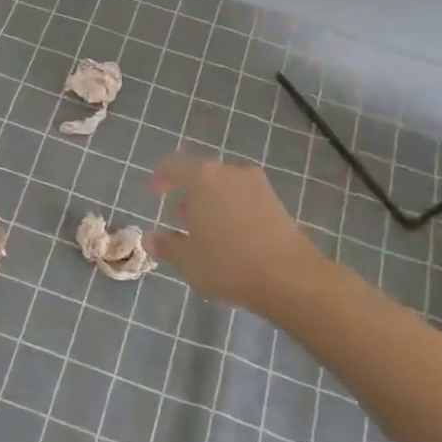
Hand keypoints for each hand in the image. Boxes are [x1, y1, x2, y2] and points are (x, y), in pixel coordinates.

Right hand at [149, 153, 329, 312]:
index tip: (155, 193)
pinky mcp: (276, 201)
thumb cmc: (229, 264)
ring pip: (224, 185)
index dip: (161, 177)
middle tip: (179, 217)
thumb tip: (151, 238)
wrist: (290, 276)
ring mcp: (257, 184)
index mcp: (203, 178)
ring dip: (211, 201)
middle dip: (188, 193)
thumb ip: (166, 245)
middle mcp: (230, 172)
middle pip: (202, 173)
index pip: (173, 165)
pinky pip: (243, 197)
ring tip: (204, 230)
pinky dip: (231, 208)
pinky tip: (230, 235)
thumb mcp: (188, 260)